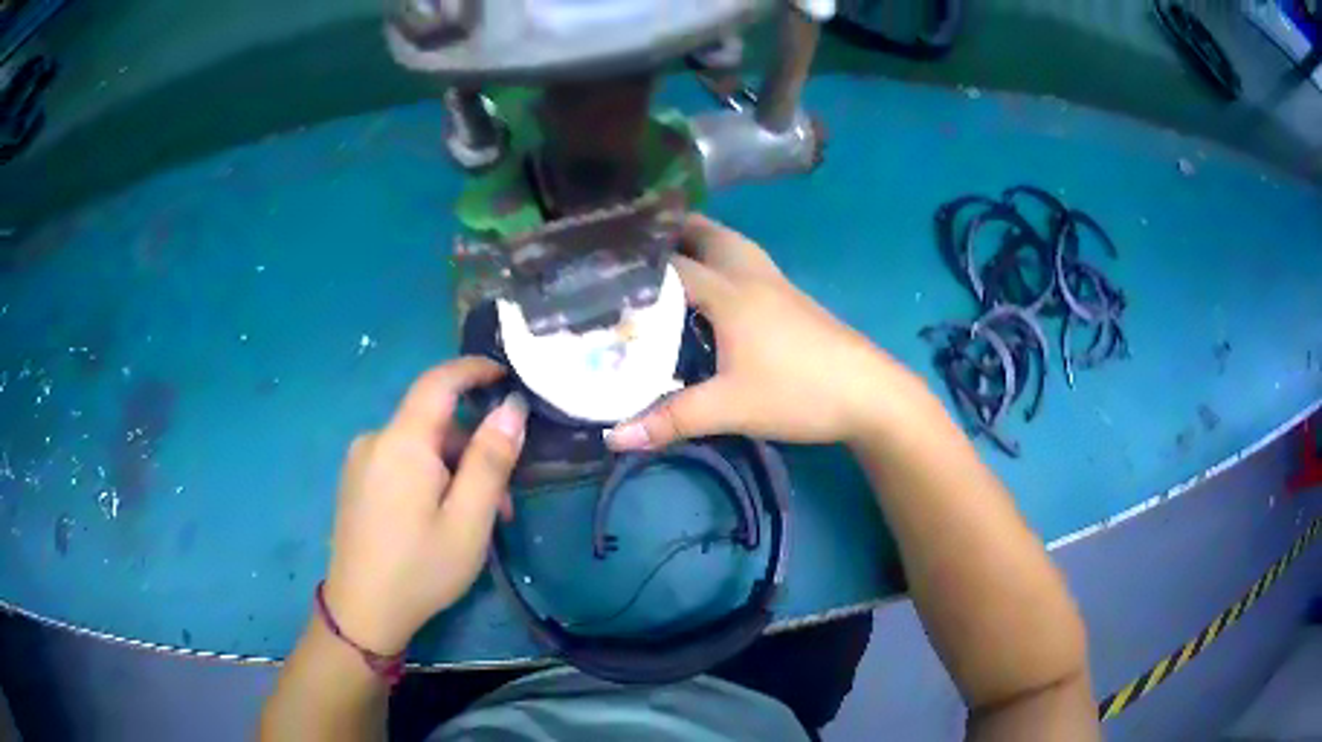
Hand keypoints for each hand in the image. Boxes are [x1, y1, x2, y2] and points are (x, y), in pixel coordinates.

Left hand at [322, 357, 527, 655]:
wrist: (362, 612)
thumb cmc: (421, 568)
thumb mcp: (469, 520)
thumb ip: (491, 460)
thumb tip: (512, 408)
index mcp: (402, 442)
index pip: (438, 382)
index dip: (473, 369)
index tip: (507, 374)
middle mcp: (376, 440)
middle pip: (434, 423)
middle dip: (473, 451)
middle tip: (503, 502)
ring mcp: (361, 461)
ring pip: (419, 447)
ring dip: (454, 471)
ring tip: (475, 522)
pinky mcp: (356, 481)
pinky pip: (401, 463)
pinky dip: (429, 478)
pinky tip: (440, 519)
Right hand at [607, 215, 913, 450]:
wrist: (869, 394)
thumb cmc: (798, 392)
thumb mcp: (730, 409)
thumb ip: (671, 420)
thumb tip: (614, 437)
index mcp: (730, 294)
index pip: (673, 266)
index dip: (637, 266)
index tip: (601, 270)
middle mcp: (752, 277)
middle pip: (709, 235)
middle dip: (673, 232)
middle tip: (637, 247)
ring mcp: (778, 285)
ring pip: (734, 245)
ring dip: (704, 241)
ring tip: (674, 255)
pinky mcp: (794, 300)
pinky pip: (750, 263)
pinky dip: (726, 260)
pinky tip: (720, 288)